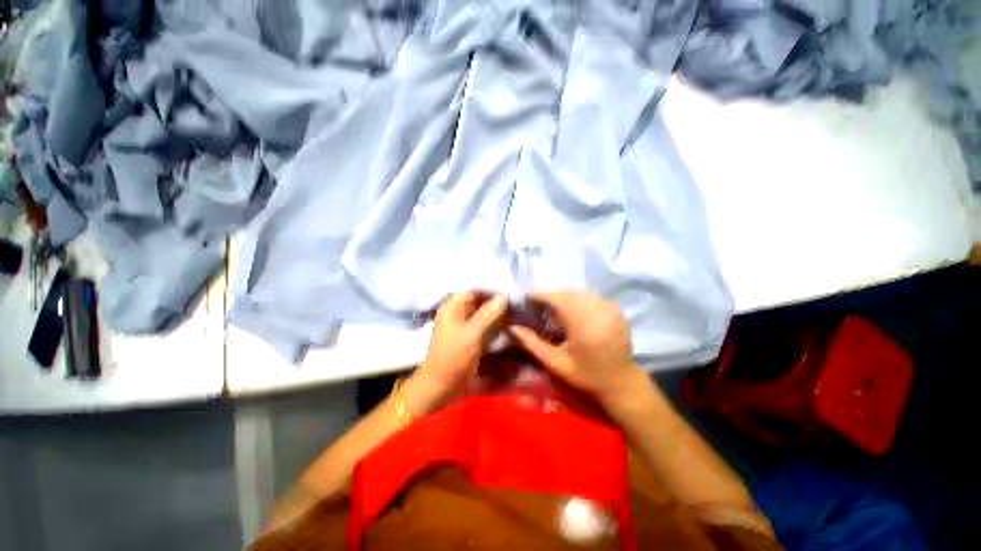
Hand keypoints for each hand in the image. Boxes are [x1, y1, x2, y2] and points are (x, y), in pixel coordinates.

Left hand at [406, 292, 507, 412]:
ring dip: (497, 311)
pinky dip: (495, 323)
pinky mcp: (470, 337)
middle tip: (517, 298)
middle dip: (496, 300)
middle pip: (479, 300)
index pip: (474, 290)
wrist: (442, 385)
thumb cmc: (453, 357)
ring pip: (483, 312)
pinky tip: (510, 322)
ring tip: (517, 307)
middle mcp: (458, 313)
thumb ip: (488, 314)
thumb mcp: (472, 334)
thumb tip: (504, 296)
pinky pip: (484, 324)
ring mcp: (464, 325)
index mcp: (452, 307)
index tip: (510, 289)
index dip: (491, 289)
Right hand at [509, 291, 646, 410]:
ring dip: (564, 296)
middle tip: (537, 304)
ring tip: (553, 307)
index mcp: (583, 324)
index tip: (527, 297)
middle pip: (568, 292)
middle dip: (550, 295)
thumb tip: (512, 327)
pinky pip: (591, 296)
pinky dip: (578, 298)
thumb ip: (532, 343)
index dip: (541, 294)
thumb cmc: (586, 375)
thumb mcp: (555, 363)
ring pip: (579, 292)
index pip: (557, 298)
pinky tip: (572, 310)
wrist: (620, 382)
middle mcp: (598, 311)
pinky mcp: (615, 308)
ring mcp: (609, 308)